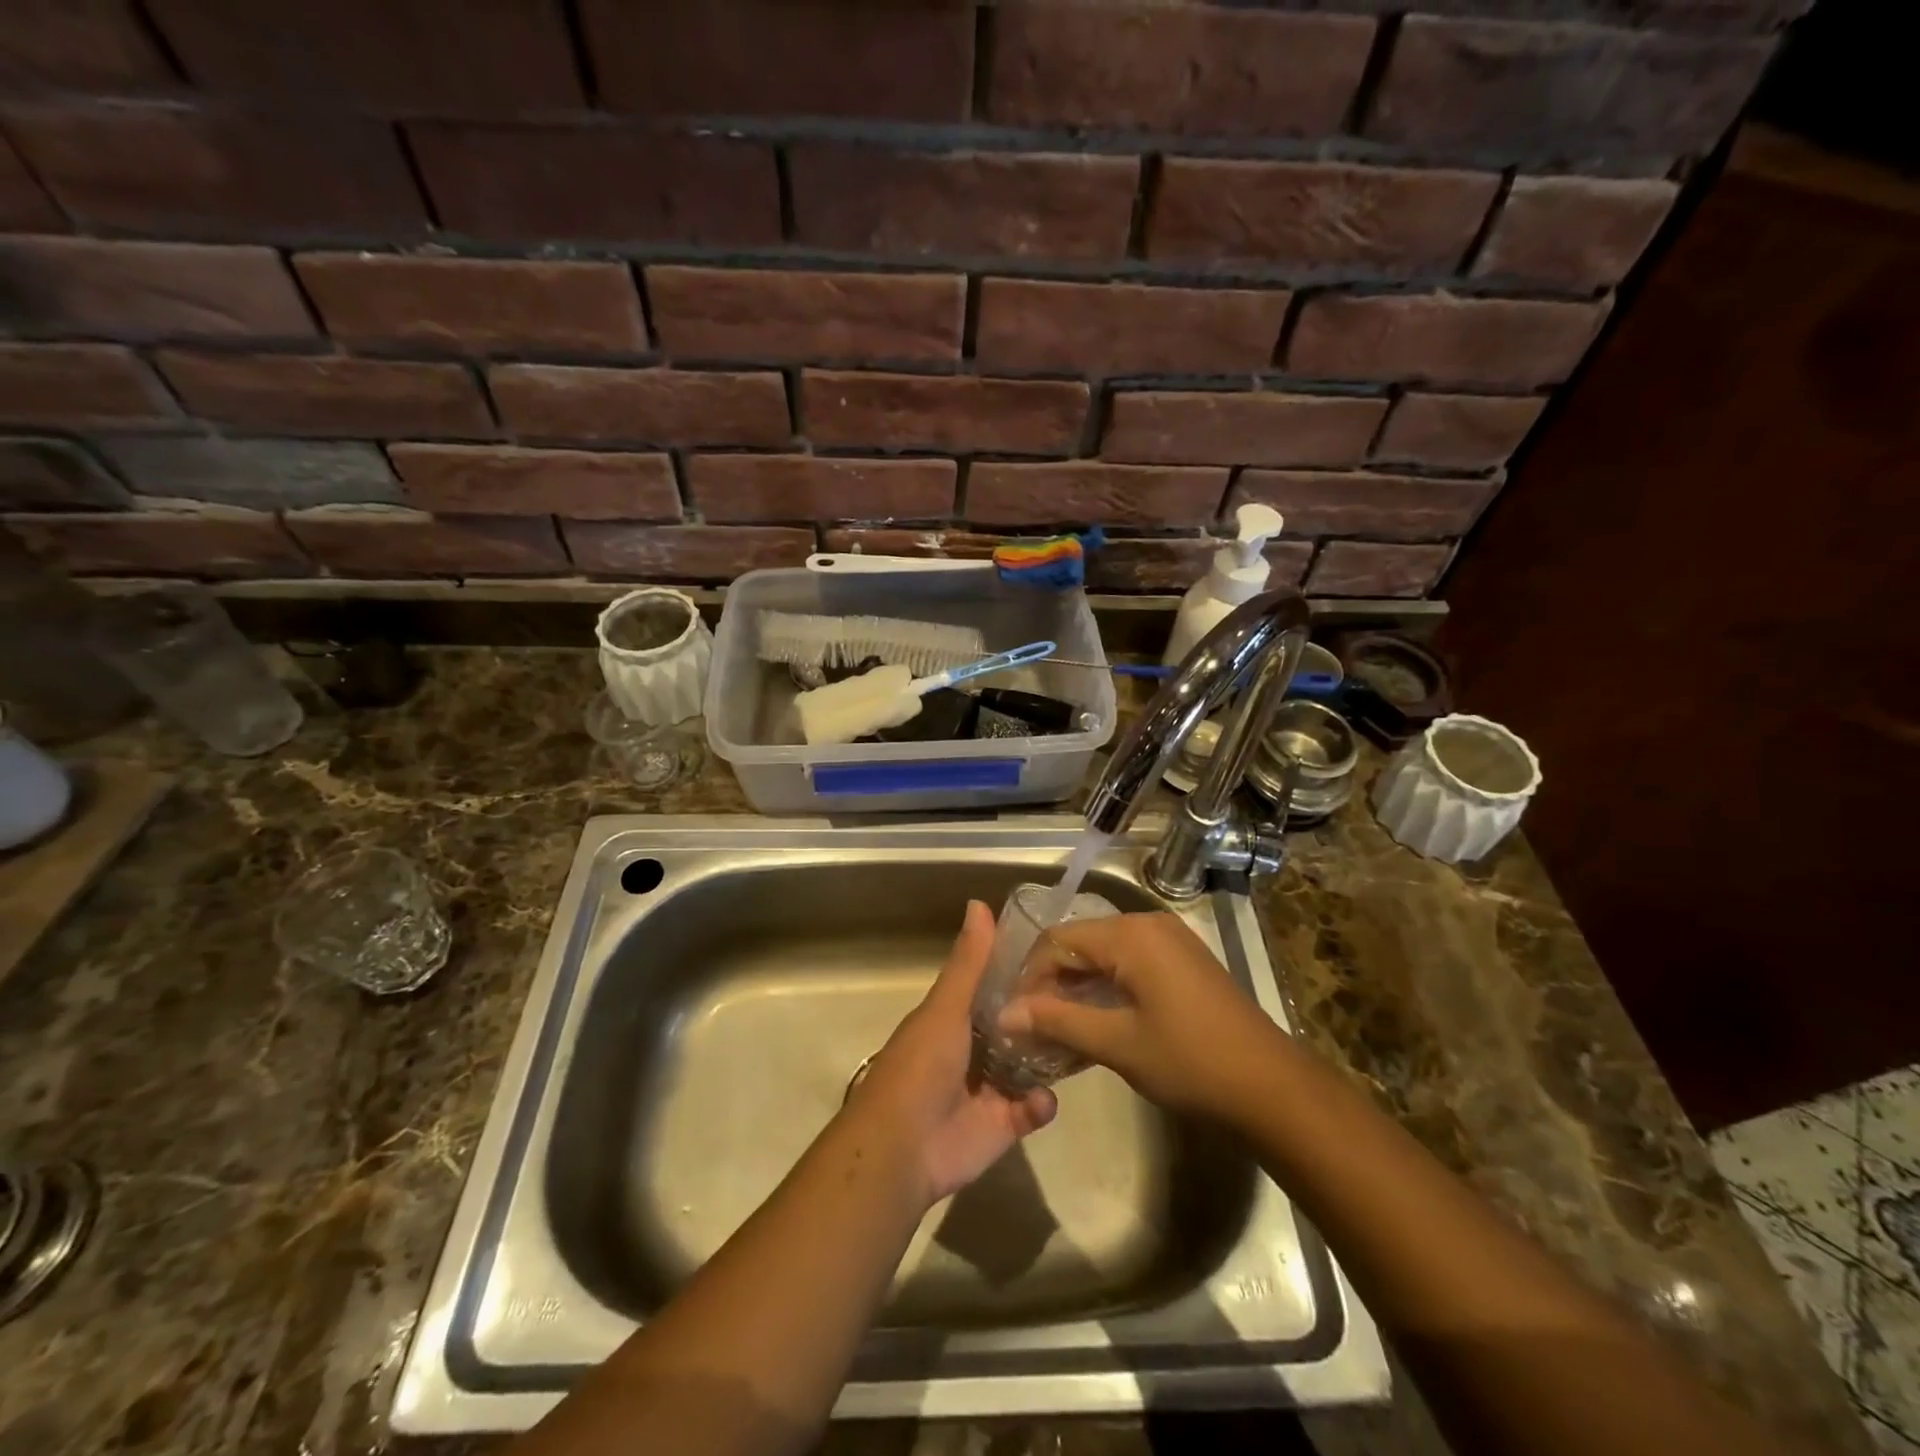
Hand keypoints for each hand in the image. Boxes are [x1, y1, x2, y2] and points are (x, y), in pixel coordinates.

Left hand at [847, 900, 1056, 1205]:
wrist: (903, 1148)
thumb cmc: (921, 1066)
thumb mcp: (946, 1007)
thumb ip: (969, 963)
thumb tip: (979, 903)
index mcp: (956, 1017)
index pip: (995, 987)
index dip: (1023, 973)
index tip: (1060, 957)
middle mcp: (975, 1048)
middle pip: (1018, 1025)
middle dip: (1045, 1015)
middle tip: (1086, 999)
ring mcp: (990, 1087)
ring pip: (1030, 1065)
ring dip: (1051, 1056)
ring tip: (1083, 1040)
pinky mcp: (1003, 1124)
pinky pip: (1033, 1108)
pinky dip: (1042, 1103)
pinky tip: (1044, 1098)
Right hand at [1000, 911, 1288, 1120]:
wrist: (1272, 1087)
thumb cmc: (1190, 1062)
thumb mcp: (1117, 1043)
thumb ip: (1057, 1022)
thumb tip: (1004, 1015)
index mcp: (1130, 935)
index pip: (1058, 940)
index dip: (1031, 976)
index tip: (1015, 1016)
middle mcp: (1148, 924)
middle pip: (1081, 943)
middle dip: (1053, 982)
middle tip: (1033, 1025)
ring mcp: (1170, 941)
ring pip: (1105, 955)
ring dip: (1079, 988)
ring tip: (1058, 1029)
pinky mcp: (1183, 961)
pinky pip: (1130, 963)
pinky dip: (1107, 988)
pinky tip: (1096, 1022)